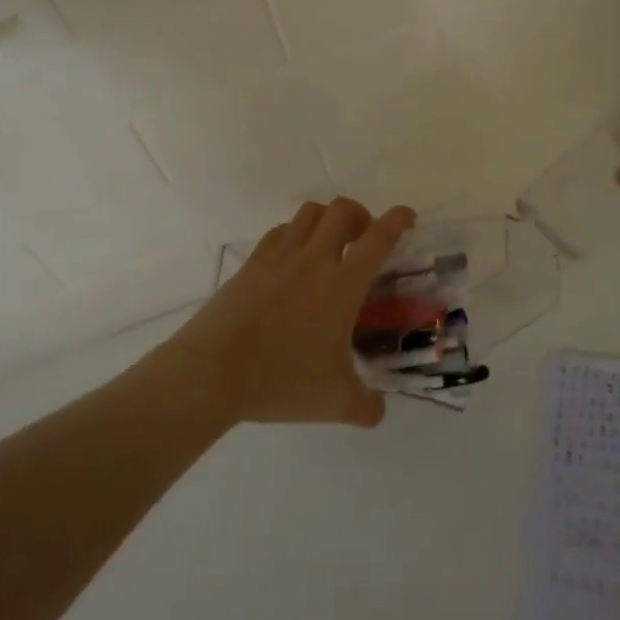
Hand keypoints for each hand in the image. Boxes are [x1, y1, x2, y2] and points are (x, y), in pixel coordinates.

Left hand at [166, 197, 415, 427]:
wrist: (213, 371)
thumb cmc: (282, 380)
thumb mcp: (335, 402)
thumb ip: (365, 406)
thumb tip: (377, 410)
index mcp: (342, 284)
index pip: (378, 238)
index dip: (397, 220)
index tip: (406, 217)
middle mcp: (314, 259)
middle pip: (342, 210)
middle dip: (360, 214)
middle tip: (364, 238)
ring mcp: (279, 256)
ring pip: (309, 212)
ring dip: (327, 219)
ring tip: (330, 243)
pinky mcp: (251, 263)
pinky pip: (280, 231)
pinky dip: (296, 233)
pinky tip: (294, 259)